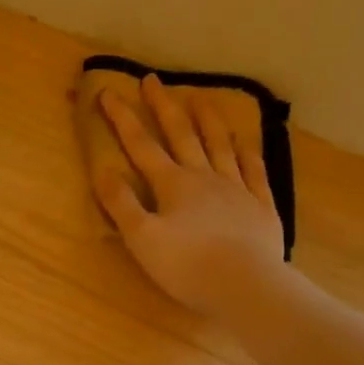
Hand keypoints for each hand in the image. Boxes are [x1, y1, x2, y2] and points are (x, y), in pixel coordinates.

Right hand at [94, 73, 288, 325]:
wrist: (243, 284)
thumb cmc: (186, 265)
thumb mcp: (141, 238)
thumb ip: (121, 204)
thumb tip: (103, 171)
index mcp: (172, 185)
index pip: (141, 146)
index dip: (122, 119)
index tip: (109, 92)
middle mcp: (204, 177)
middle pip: (182, 135)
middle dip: (164, 107)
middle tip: (153, 79)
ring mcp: (236, 188)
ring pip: (220, 145)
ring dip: (208, 120)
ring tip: (200, 98)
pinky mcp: (260, 206)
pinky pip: (254, 170)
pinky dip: (247, 152)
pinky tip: (245, 142)